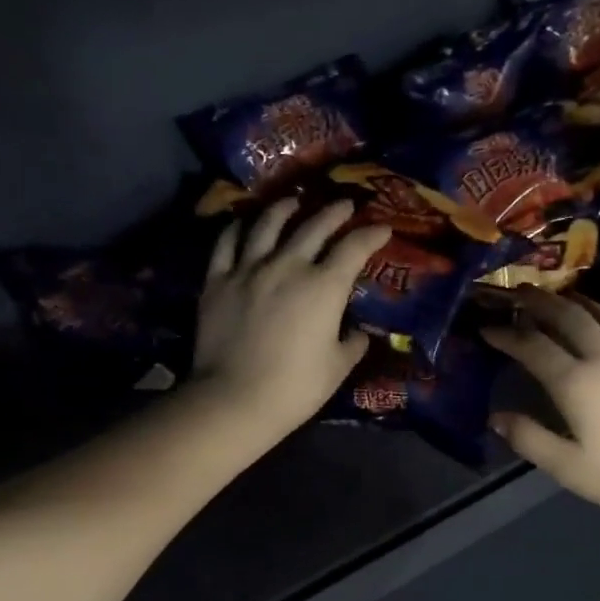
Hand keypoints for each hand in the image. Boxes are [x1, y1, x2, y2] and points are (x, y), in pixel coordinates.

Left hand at [190, 197, 390, 435]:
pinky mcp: (217, 280)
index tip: (382, 228)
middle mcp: (288, 265)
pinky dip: (238, 228)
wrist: (235, 398)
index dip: (371, 234)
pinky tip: (244, 224)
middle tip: (345, 205)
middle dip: (334, 212)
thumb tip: (359, 333)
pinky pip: (227, 242)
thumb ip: (353, 344)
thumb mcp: (338, 368)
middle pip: (314, 226)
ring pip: (268, 224)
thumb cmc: (296, 387)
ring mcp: (249, 269)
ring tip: (293, 202)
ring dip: (285, 208)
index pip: (354, 248)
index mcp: (324, 286)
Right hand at [481, 287, 599, 526]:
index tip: (485, 328)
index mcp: (576, 383)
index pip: (533, 348)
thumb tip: (496, 418)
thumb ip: (530, 440)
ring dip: (580, 302)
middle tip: (520, 291)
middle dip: (541, 302)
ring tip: (563, 294)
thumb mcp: (570, 468)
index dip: (506, 335)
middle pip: (569, 318)